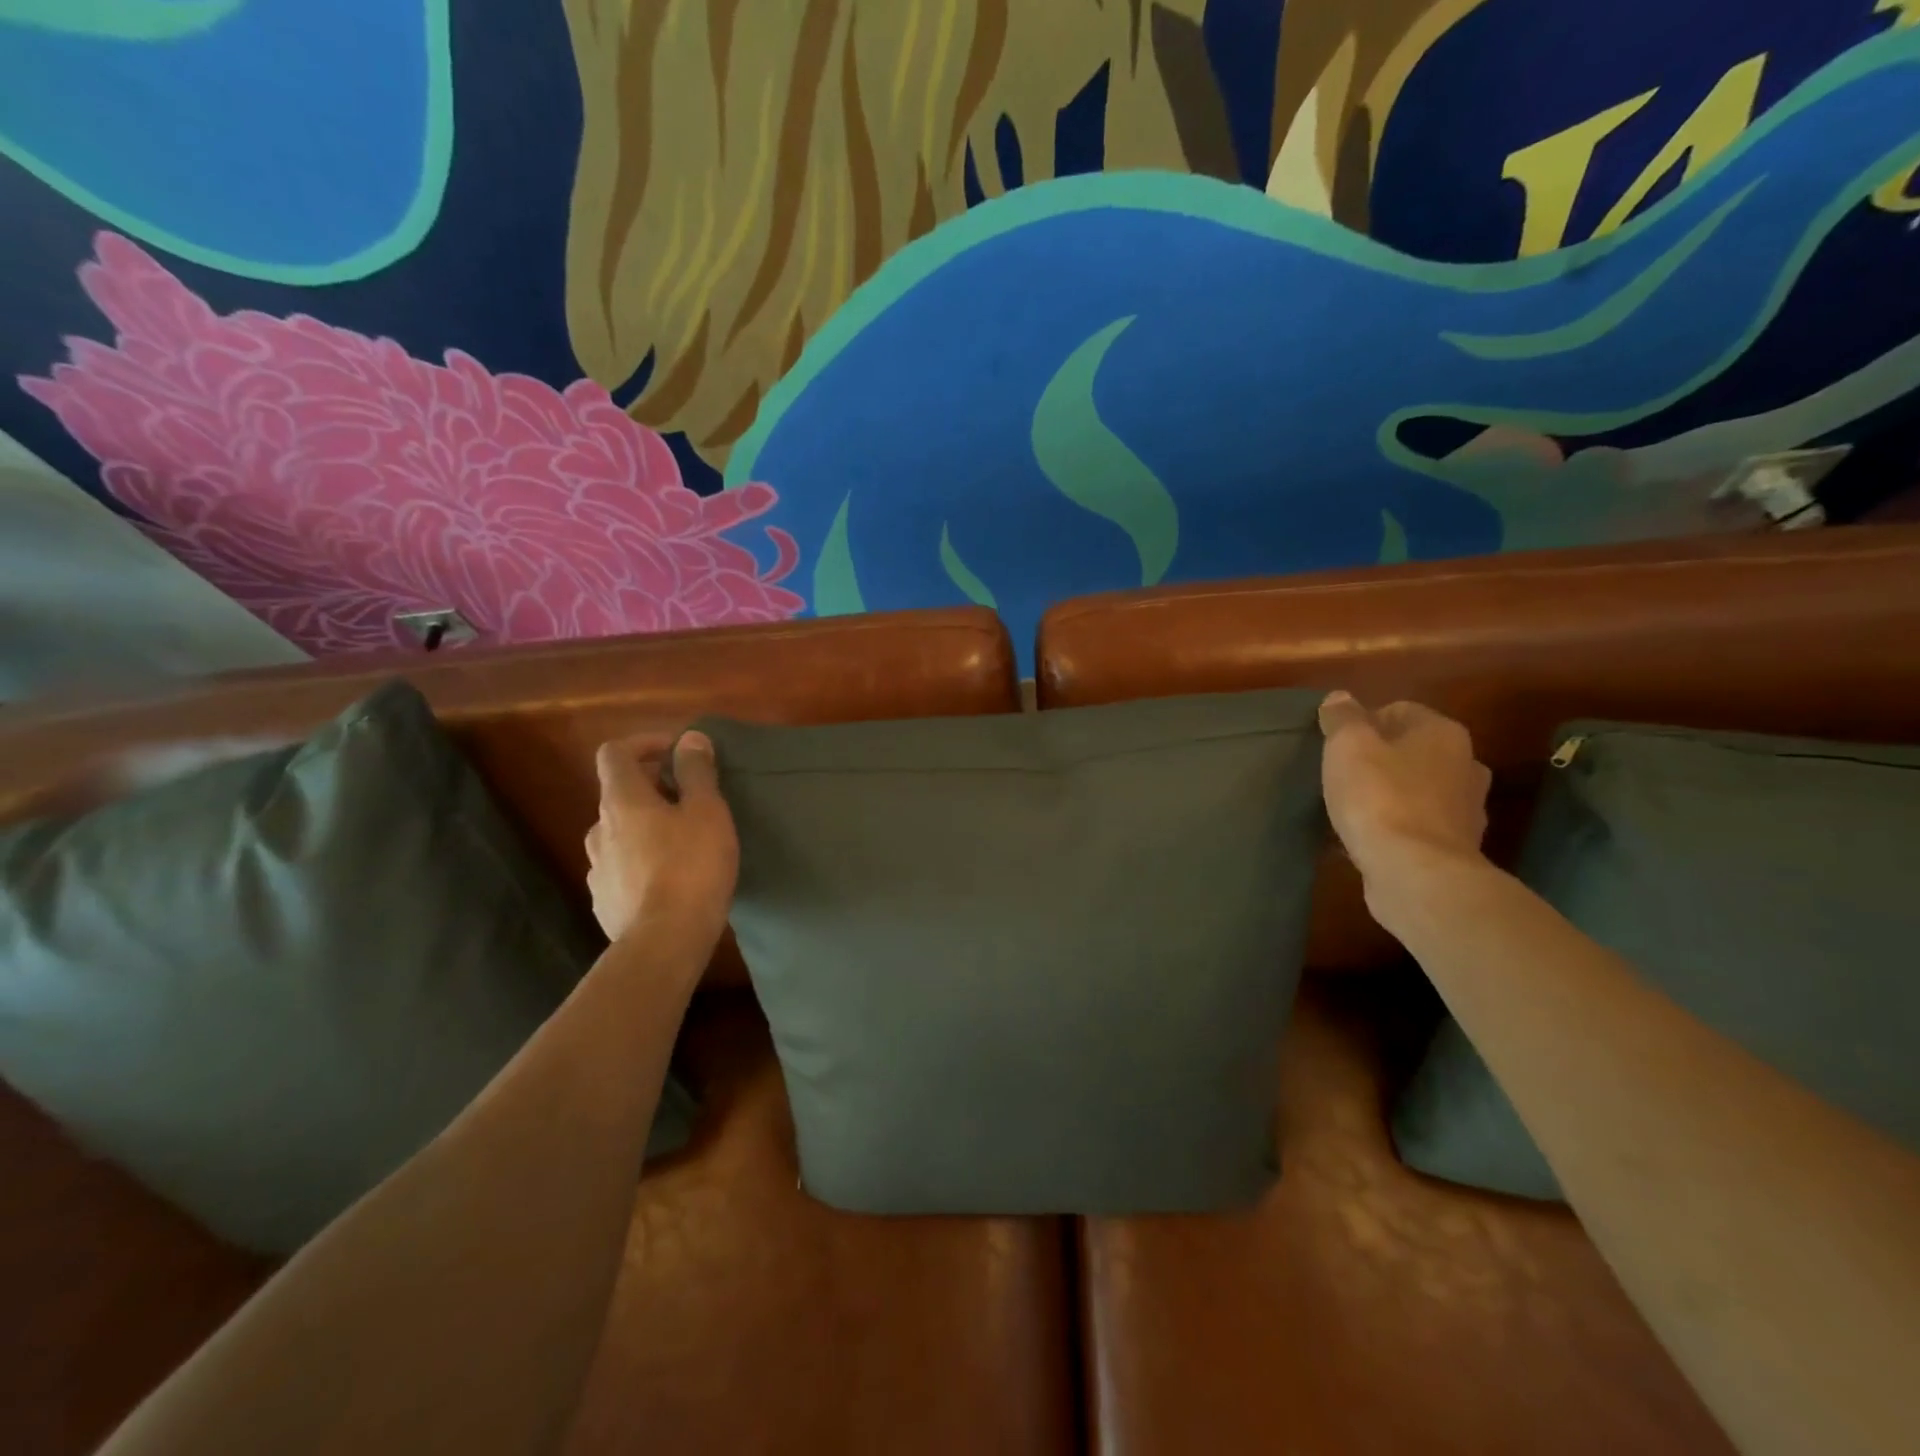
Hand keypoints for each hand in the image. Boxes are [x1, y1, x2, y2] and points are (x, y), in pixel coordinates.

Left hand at [585, 731, 737, 952]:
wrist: (665, 940)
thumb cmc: (691, 866)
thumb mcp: (707, 811)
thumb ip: (696, 772)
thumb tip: (689, 738)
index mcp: (622, 800)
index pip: (614, 753)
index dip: (643, 743)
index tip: (676, 753)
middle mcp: (599, 829)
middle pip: (619, 794)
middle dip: (652, 788)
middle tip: (690, 800)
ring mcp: (597, 868)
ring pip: (620, 833)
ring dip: (645, 827)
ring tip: (681, 843)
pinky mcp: (604, 900)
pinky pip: (621, 868)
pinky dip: (641, 862)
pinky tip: (668, 880)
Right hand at [1318, 692, 1490, 892]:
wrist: (1415, 872)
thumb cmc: (1379, 797)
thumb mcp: (1347, 746)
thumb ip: (1342, 717)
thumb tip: (1339, 698)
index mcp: (1443, 733)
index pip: (1398, 710)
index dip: (1362, 723)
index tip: (1335, 746)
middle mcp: (1466, 764)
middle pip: (1411, 750)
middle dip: (1379, 759)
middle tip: (1342, 776)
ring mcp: (1466, 809)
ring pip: (1417, 789)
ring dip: (1389, 794)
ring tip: (1352, 809)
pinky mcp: (1455, 847)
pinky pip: (1417, 825)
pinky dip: (1395, 827)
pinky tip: (1368, 839)